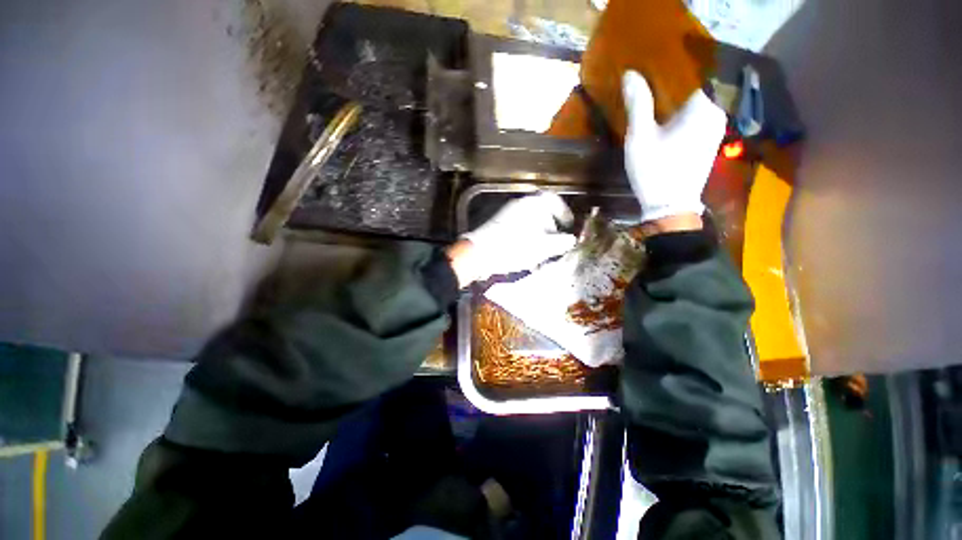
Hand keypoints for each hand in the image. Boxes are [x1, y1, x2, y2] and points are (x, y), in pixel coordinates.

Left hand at [447, 192, 576, 286]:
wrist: (480, 254)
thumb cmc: (514, 248)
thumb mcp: (542, 247)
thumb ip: (560, 243)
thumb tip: (571, 240)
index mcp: (531, 204)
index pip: (552, 199)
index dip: (564, 212)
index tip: (568, 224)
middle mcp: (519, 205)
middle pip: (541, 212)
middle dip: (551, 228)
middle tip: (555, 242)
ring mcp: (507, 215)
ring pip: (530, 223)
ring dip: (539, 236)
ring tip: (542, 253)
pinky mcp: (498, 226)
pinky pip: (519, 229)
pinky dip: (527, 239)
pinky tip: (527, 255)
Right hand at [622, 70, 726, 225]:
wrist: (670, 206)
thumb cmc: (654, 170)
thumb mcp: (640, 137)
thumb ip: (638, 104)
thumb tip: (630, 74)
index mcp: (703, 107)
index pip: (688, 75)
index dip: (667, 70)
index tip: (648, 69)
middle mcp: (716, 113)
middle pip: (692, 90)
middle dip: (670, 87)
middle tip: (646, 84)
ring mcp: (715, 130)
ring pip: (693, 106)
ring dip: (674, 102)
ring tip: (652, 100)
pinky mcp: (710, 142)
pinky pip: (695, 119)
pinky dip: (680, 116)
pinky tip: (664, 121)